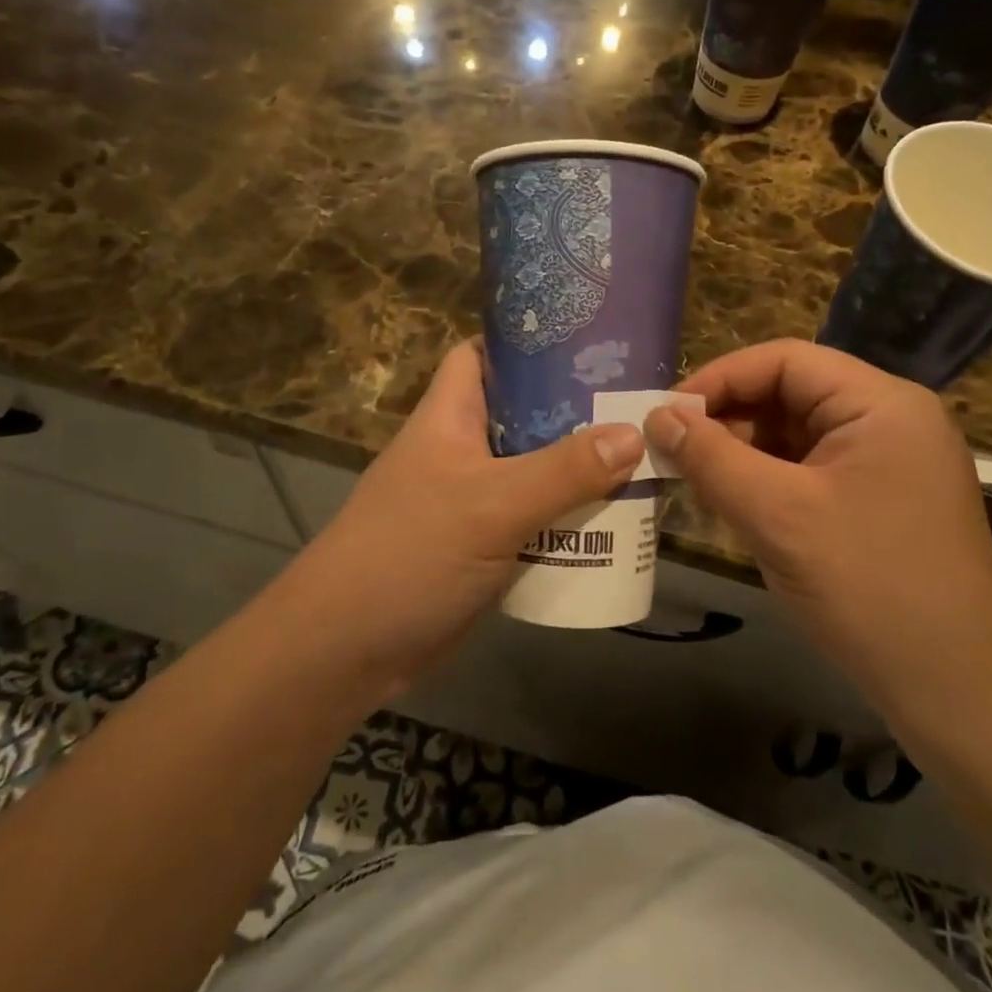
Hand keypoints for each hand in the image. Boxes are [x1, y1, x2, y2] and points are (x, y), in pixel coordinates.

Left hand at [278, 340, 645, 693]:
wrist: (347, 650)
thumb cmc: (411, 554)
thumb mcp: (492, 505)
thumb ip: (564, 471)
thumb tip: (634, 434)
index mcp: (450, 416)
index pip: (482, 354)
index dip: (526, 342)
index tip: (585, 341)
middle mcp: (462, 449)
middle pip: (523, 413)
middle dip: (575, 409)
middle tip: (636, 404)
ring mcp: (472, 499)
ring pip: (535, 468)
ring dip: (580, 468)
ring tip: (643, 456)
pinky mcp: (484, 544)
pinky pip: (535, 516)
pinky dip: (569, 515)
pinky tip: (616, 518)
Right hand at [642, 339, 991, 726]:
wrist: (958, 691)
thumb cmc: (868, 587)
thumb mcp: (777, 515)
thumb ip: (710, 457)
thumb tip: (656, 416)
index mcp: (881, 403)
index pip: (784, 360)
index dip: (719, 379)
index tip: (666, 414)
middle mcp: (890, 419)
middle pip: (791, 393)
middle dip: (729, 418)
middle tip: (674, 450)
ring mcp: (890, 461)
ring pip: (797, 434)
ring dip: (744, 452)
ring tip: (697, 480)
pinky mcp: (882, 498)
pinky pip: (812, 469)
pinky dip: (769, 480)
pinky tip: (736, 505)